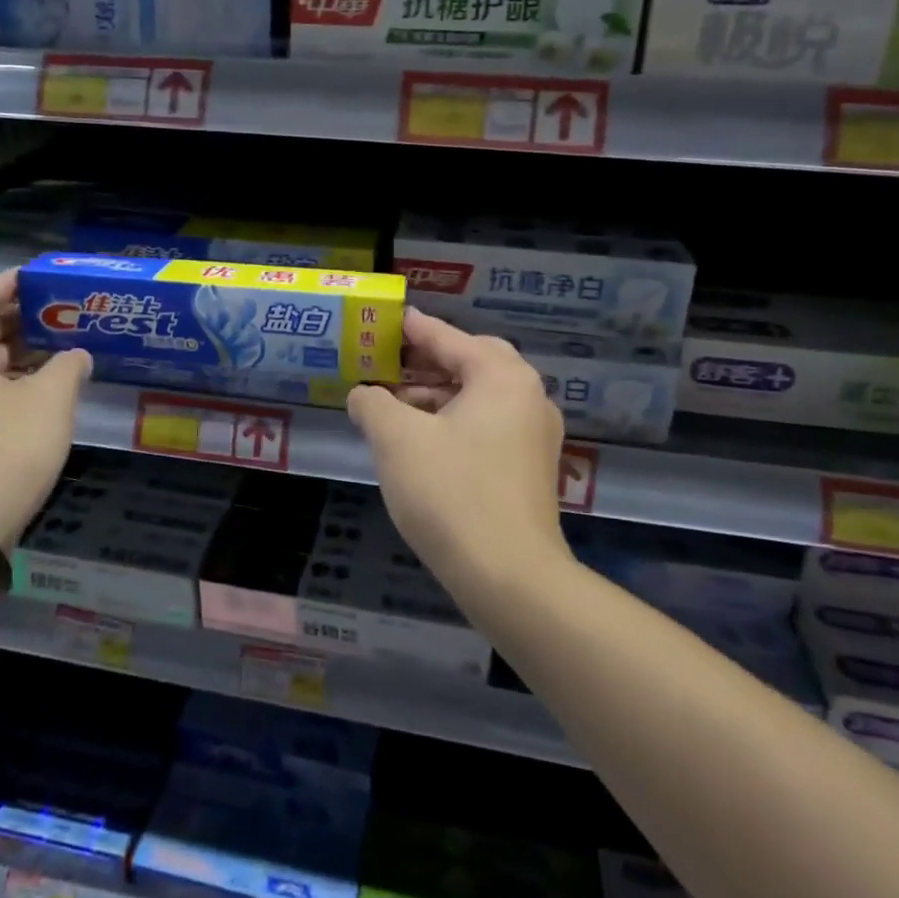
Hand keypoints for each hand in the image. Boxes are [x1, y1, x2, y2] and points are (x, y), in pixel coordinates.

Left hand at [0, 271, 91, 549]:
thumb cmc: (6, 450)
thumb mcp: (50, 399)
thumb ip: (68, 366)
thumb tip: (76, 356)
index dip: (8, 284)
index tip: (40, 277)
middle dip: (18, 320)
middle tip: (60, 313)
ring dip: (17, 354)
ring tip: (59, 349)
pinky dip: (9, 383)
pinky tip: (43, 393)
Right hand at [346, 309, 571, 591]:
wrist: (510, 578)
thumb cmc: (451, 492)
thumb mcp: (397, 439)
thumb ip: (373, 403)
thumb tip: (363, 394)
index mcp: (501, 377)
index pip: (449, 338)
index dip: (412, 328)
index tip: (386, 320)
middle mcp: (527, 397)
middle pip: (472, 362)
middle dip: (428, 361)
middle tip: (390, 362)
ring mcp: (535, 435)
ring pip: (480, 397)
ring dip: (438, 395)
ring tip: (394, 406)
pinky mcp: (531, 469)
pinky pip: (488, 426)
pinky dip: (454, 422)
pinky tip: (422, 442)